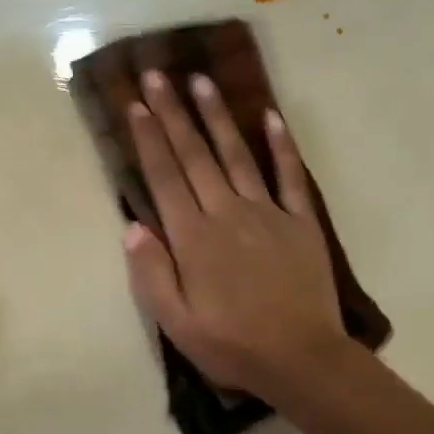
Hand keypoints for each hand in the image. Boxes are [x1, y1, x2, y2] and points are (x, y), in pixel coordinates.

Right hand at [122, 71, 347, 400]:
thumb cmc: (231, 345)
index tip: (136, 104)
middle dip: (173, 114)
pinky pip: (289, 176)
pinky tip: (270, 116)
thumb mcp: (176, 322)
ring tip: (201, 81)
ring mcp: (267, 214)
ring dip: (218, 117)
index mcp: (193, 239)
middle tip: (158, 75)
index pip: (165, 178)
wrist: (301, 359)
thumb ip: (151, 273)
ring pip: (237, 156)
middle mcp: (226, 214)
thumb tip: (132, 225)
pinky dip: (281, 145)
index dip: (149, 139)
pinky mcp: (300, 222)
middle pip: (195, 156)